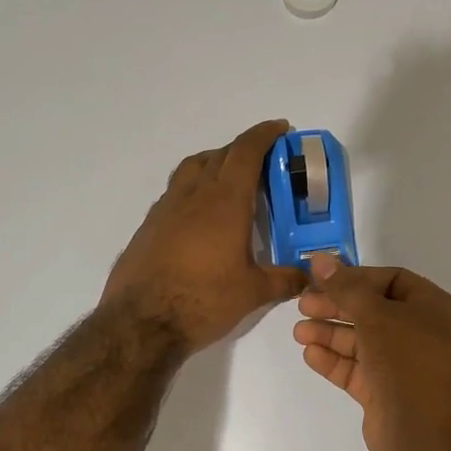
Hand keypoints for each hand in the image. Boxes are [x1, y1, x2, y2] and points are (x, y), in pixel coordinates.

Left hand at [102, 119, 306, 353]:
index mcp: (224, 201)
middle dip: (243, 150)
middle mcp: (193, 195)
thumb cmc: (203, 300)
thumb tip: (310, 276)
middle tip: (263, 162)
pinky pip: (175, 193)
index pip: (245, 152)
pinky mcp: (148, 226)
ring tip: (230, 180)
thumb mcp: (253, 292)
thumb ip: (285, 279)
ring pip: (192, 169)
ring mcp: (165, 208)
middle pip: (219, 155)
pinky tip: (201, 217)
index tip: (280, 128)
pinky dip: (193, 189)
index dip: (264, 135)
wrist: (140, 322)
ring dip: (214, 163)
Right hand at [293, 254, 450, 450]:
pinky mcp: (383, 391)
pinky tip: (310, 354)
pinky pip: (355, 369)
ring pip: (360, 341)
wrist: (427, 432)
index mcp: (430, 306)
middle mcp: (418, 332)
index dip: (355, 278)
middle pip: (370, 310)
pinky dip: (333, 360)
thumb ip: (345, 288)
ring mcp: (400, 364)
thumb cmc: (408, 361)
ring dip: (329, 334)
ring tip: (298, 331)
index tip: (322, 280)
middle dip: (335, 306)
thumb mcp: (376, 315)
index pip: (389, 280)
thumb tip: (320, 259)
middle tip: (302, 304)